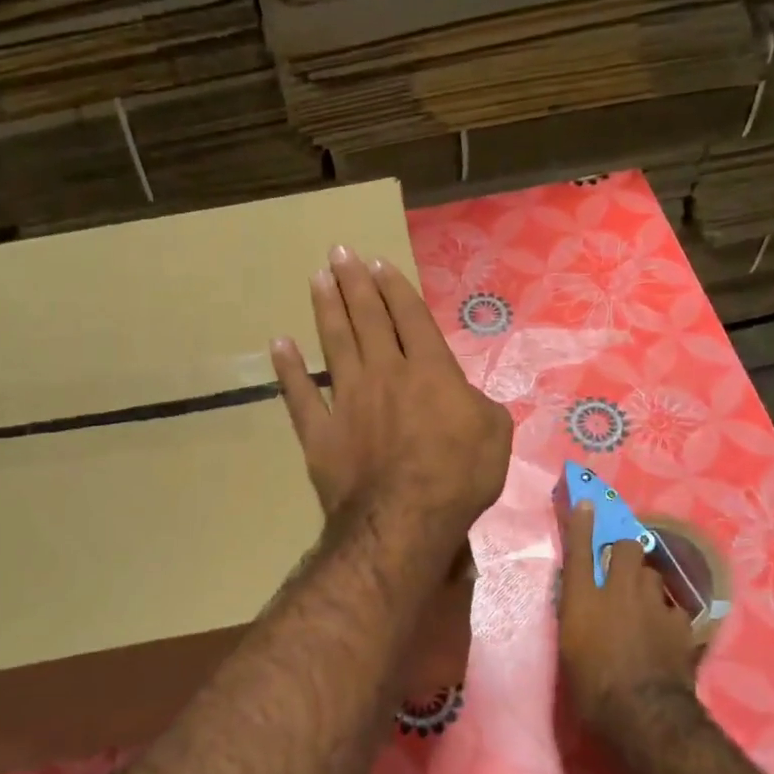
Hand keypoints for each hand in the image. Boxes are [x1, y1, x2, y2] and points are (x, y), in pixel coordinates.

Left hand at [271, 246, 511, 540]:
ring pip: (334, 344)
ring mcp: (347, 401)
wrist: (404, 519)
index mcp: (430, 371)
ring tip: (317, 279)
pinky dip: (288, 370)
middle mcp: (384, 374)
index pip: (410, 318)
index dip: (395, 289)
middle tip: (339, 253)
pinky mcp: (320, 432)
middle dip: (354, 284)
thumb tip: (463, 396)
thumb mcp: (494, 434)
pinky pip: (299, 395)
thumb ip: (479, 404)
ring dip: (326, 309)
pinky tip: (279, 345)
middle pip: (367, 319)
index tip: (378, 264)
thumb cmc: (458, 477)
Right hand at [557, 500, 702, 737]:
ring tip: (643, 603)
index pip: (580, 549)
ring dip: (646, 583)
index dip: (582, 523)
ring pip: (654, 575)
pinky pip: (672, 607)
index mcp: (584, 597)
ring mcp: (655, 604)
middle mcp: (620, 591)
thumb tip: (581, 600)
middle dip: (626, 549)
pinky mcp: (681, 624)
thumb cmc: (591, 685)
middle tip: (621, 566)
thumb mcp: (570, 647)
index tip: (586, 503)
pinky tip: (663, 630)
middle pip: (629, 547)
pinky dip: (666, 613)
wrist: (643, 712)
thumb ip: (577, 614)